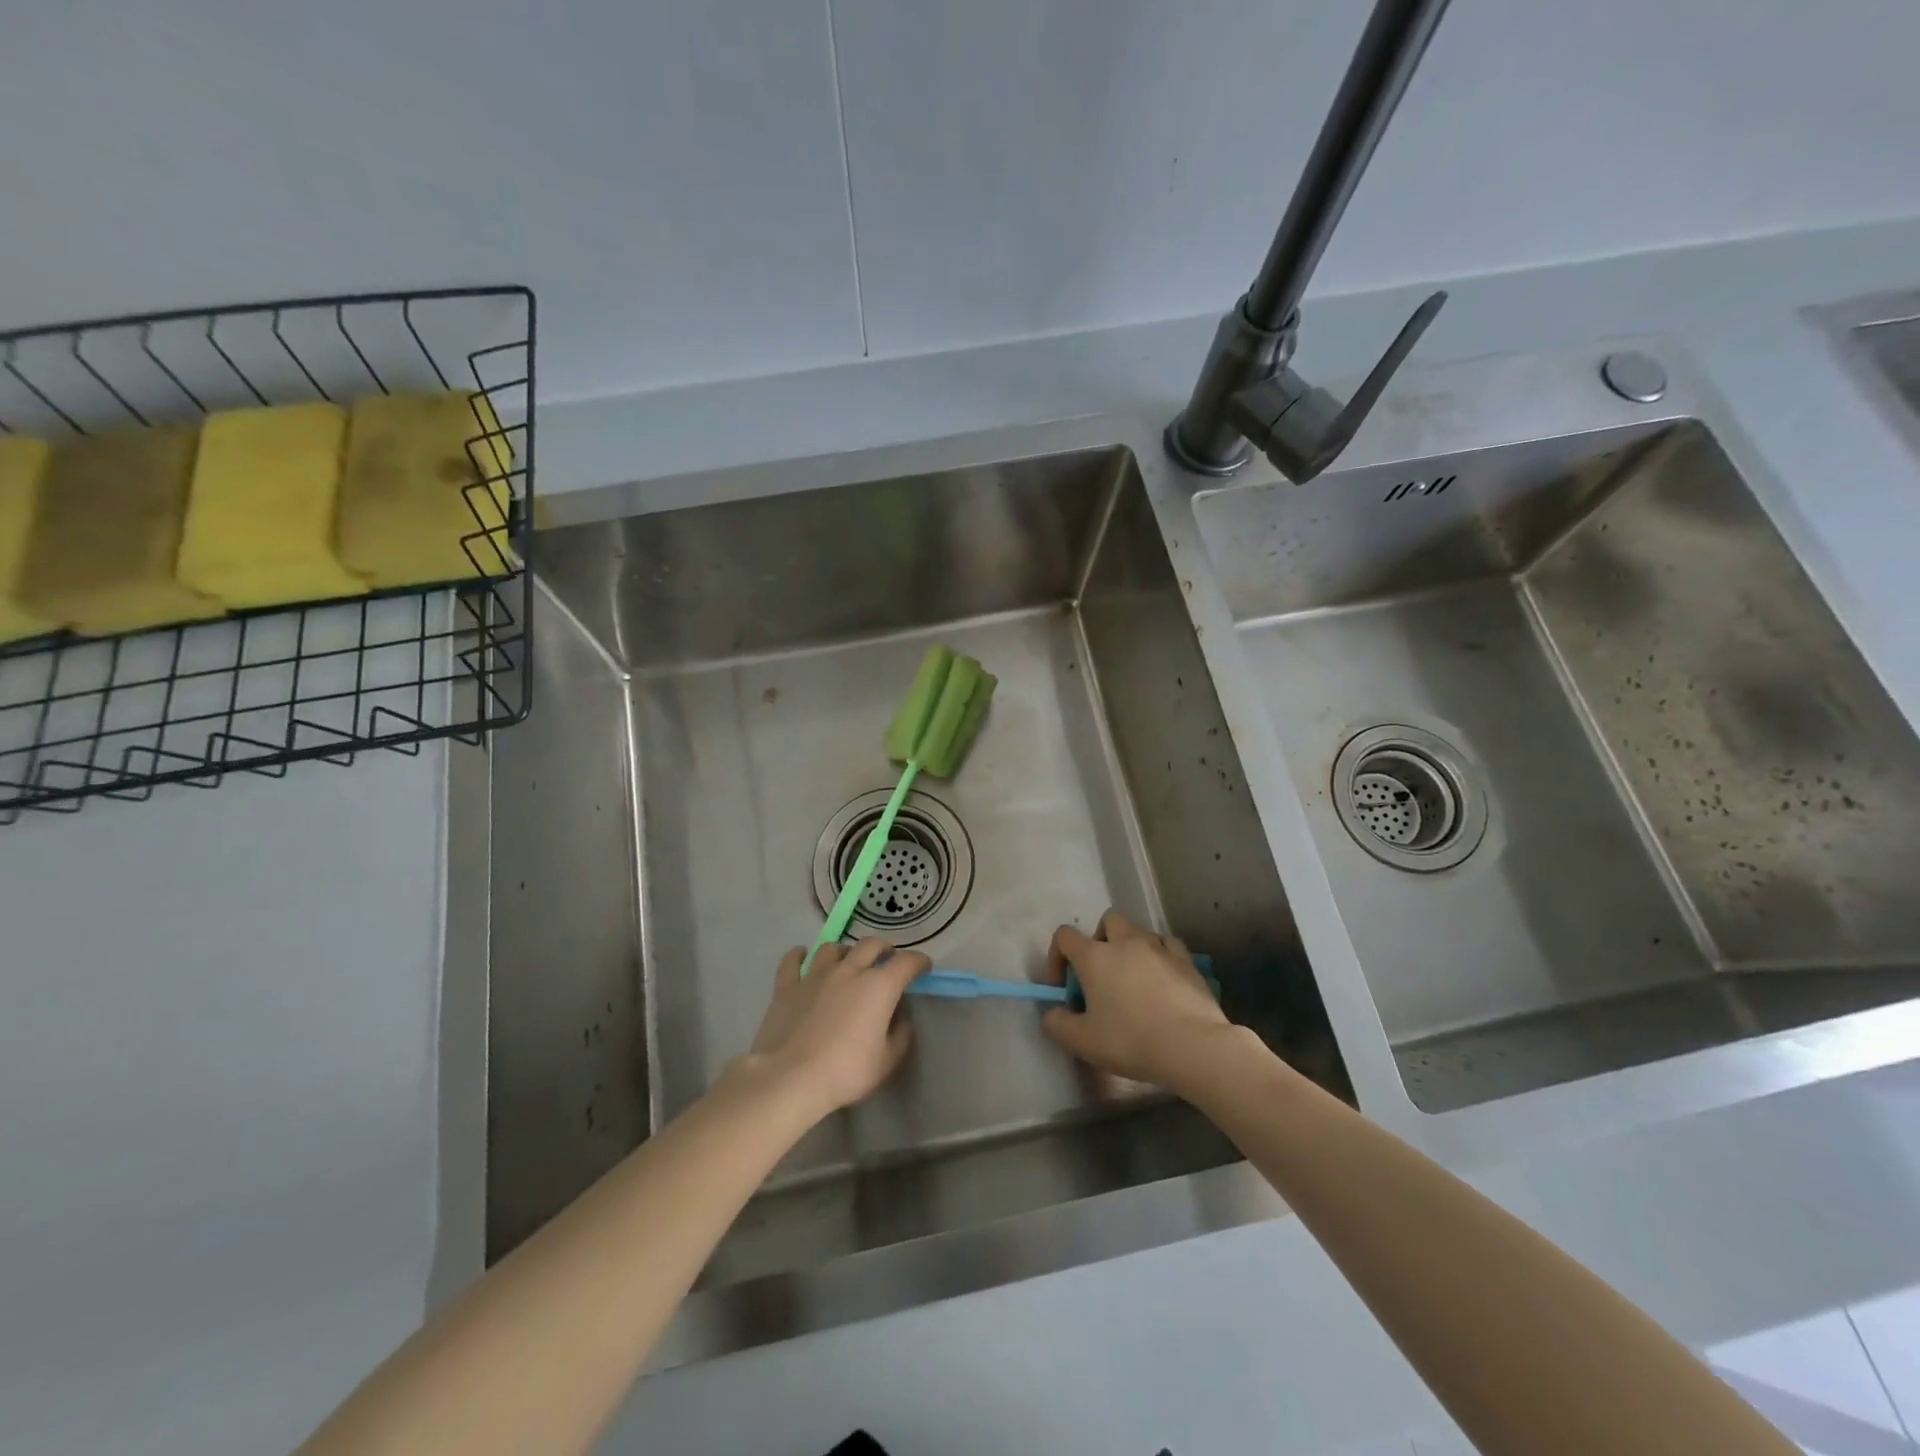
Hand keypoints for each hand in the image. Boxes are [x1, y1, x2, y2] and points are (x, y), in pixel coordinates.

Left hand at [742, 938, 928, 1120]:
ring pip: (833, 948)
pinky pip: (792, 961)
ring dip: (845, 951)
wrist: (790, 1078)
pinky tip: (802, 957)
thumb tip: (900, 1017)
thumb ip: (900, 1034)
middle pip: (870, 945)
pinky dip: (800, 956)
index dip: (918, 962)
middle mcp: (849, 970)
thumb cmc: (846, 1071)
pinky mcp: (787, 987)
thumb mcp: (887, 1061)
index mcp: (879, 986)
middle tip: (887, 960)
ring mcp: (815, 975)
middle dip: (884, 949)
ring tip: (847, 961)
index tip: (923, 967)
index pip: (906, 963)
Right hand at [1039, 908, 1231, 1091]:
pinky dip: (1160, 955)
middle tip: (1102, 975)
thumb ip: (1057, 1025)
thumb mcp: (1083, 1042)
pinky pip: (1168, 945)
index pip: (1065, 936)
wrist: (1192, 1046)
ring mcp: (1159, 947)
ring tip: (1134, 979)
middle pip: (1107, 921)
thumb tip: (1052, 1014)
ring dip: (1131, 947)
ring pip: (1139, 931)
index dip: (1057, 957)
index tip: (1064, 987)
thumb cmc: (1131, 1041)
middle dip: (1100, 941)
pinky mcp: (1187, 960)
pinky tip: (1162, 978)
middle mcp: (1125, 942)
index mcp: (1095, 956)